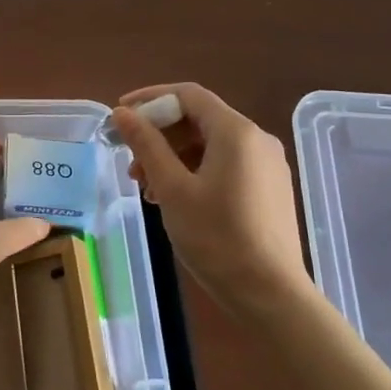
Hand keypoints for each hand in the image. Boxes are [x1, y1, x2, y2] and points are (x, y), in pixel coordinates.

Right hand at [110, 83, 311, 310]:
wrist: (270, 294)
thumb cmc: (217, 237)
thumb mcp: (172, 188)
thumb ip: (146, 145)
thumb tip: (122, 113)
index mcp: (236, 132)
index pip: (188, 95)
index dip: (150, 99)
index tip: (120, 116)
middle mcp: (256, 139)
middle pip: (199, 119)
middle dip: (159, 134)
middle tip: (130, 163)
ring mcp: (266, 165)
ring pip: (210, 144)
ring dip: (173, 156)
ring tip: (147, 189)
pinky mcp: (268, 188)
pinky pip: (225, 164)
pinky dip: (194, 171)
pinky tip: (175, 199)